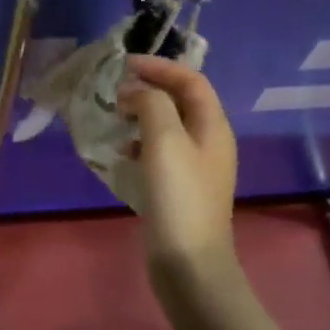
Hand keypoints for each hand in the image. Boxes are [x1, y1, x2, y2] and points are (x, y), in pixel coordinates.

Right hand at [117, 56, 238, 272]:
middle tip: (117, 90)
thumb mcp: (164, 140)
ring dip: (143, 114)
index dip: (160, 67)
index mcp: (213, 127)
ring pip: (169, 126)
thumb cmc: (178, 196)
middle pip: (182, 101)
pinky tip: (122, 153)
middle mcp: (209, 142)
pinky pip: (160, 151)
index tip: (126, 64)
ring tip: (117, 116)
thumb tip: (136, 91)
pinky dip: (140, 142)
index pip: (191, 81)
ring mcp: (196, 168)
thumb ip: (152, 104)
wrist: (189, 265)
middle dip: (150, 88)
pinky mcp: (180, 189)